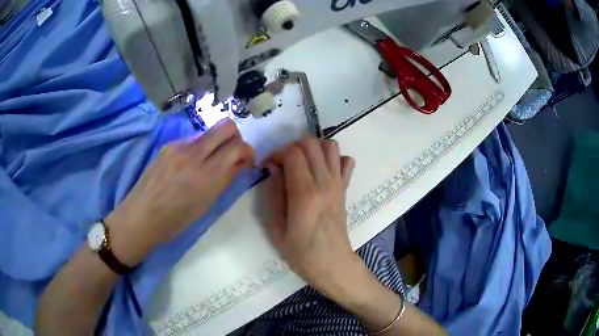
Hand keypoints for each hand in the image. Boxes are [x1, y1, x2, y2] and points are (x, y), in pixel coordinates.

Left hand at [106, 119, 254, 265]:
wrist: (141, 216)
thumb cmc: (175, 221)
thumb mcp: (206, 205)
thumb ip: (225, 180)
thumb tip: (240, 164)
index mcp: (206, 176)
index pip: (238, 147)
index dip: (248, 151)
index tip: (246, 162)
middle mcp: (193, 154)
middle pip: (226, 125)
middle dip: (236, 137)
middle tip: (233, 154)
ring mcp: (178, 146)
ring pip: (209, 131)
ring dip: (216, 143)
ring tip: (209, 162)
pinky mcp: (168, 145)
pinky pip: (192, 139)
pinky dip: (199, 148)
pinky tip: (189, 165)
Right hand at [260, 137, 357, 295]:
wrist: (332, 264)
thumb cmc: (301, 253)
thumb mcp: (276, 229)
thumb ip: (273, 194)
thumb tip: (273, 168)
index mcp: (305, 193)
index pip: (292, 153)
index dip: (276, 153)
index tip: (267, 167)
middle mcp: (325, 182)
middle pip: (311, 143)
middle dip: (291, 147)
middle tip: (281, 164)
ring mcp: (338, 183)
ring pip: (330, 146)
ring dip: (313, 148)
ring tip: (301, 164)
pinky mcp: (345, 188)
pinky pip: (346, 161)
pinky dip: (333, 159)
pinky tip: (322, 171)